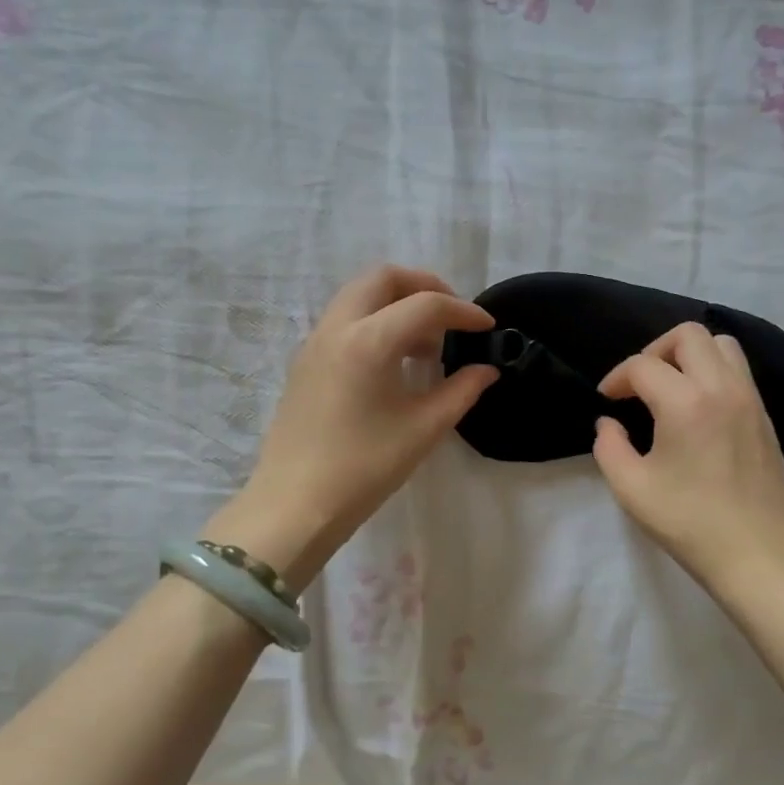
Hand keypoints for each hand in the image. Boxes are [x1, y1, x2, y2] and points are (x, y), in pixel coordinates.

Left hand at [213, 266, 496, 586]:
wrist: (295, 505)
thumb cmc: (364, 468)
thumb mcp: (423, 429)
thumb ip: (461, 391)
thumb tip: (486, 369)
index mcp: (367, 342)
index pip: (424, 306)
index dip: (463, 312)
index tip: (488, 328)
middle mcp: (336, 329)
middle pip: (382, 279)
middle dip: (423, 287)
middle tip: (452, 316)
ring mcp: (314, 343)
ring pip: (359, 296)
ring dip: (397, 303)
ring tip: (426, 344)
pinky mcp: (305, 362)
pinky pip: (344, 320)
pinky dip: (375, 321)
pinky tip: (394, 361)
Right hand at [593, 322, 783, 595]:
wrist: (758, 553)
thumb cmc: (690, 523)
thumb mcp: (631, 490)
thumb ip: (609, 447)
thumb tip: (609, 423)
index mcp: (686, 403)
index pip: (643, 365)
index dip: (616, 378)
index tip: (607, 400)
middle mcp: (722, 388)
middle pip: (688, 335)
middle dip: (655, 351)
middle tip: (640, 384)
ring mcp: (750, 399)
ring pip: (721, 344)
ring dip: (690, 355)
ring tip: (671, 387)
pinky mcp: (765, 415)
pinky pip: (739, 370)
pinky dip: (713, 371)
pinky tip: (698, 407)